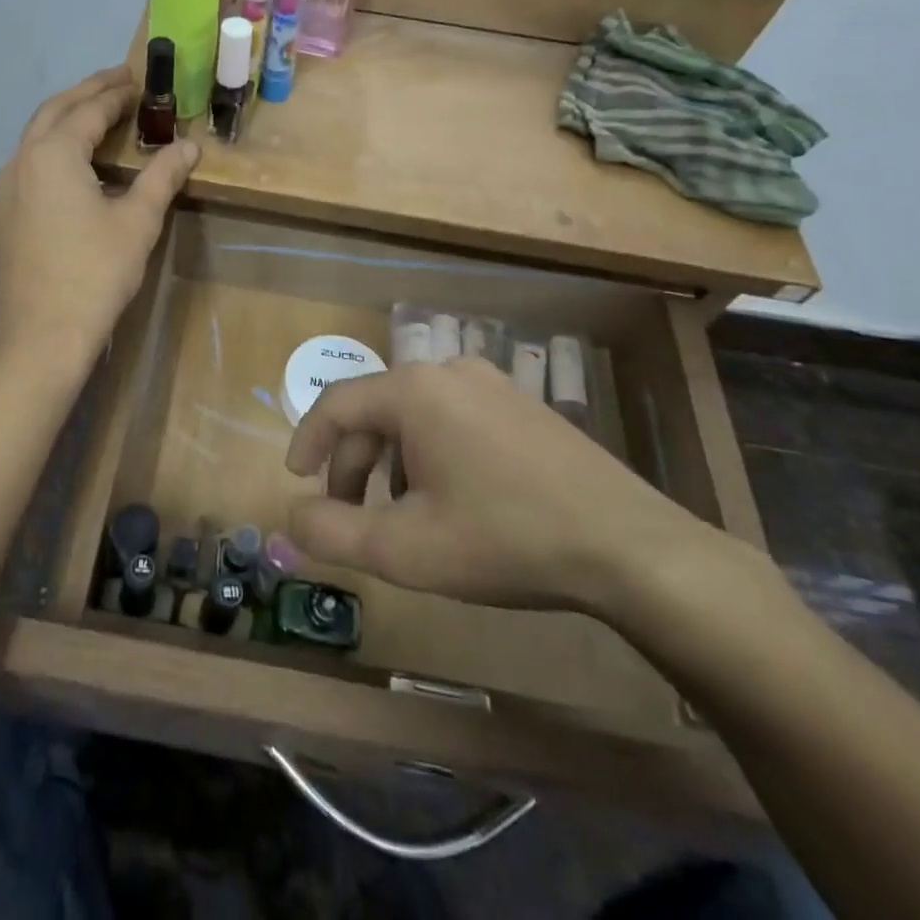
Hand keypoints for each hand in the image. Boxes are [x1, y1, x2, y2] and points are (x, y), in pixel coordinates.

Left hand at [0, 67, 199, 363]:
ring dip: (67, 117)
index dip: (116, 93)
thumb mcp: (138, 221)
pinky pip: (29, 162)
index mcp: (54, 153)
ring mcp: (7, 187)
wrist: (43, 332)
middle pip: (56, 111)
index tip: (139, 80)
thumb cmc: (96, 272)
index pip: (89, 110)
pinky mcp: (5, 212)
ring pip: (37, 135)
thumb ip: (163, 176)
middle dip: (87, 92)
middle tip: (119, 80)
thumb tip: (189, 145)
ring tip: (97, 112)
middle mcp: (22, 159)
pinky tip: (73, 161)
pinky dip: (53, 146)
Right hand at [284, 358, 718, 615]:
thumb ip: (332, 533)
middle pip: (376, 411)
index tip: (298, 481)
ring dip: (391, 462)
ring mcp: (492, 383)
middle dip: (353, 465)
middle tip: (351, 516)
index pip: (335, 404)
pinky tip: (451, 500)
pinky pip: (453, 418)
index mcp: (413, 390)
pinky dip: (430, 453)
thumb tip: (290, 521)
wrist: (629, 547)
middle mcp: (448, 371)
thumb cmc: (504, 539)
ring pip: (414, 416)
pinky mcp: (523, 405)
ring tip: (401, 514)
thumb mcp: (405, 549)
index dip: (307, 441)